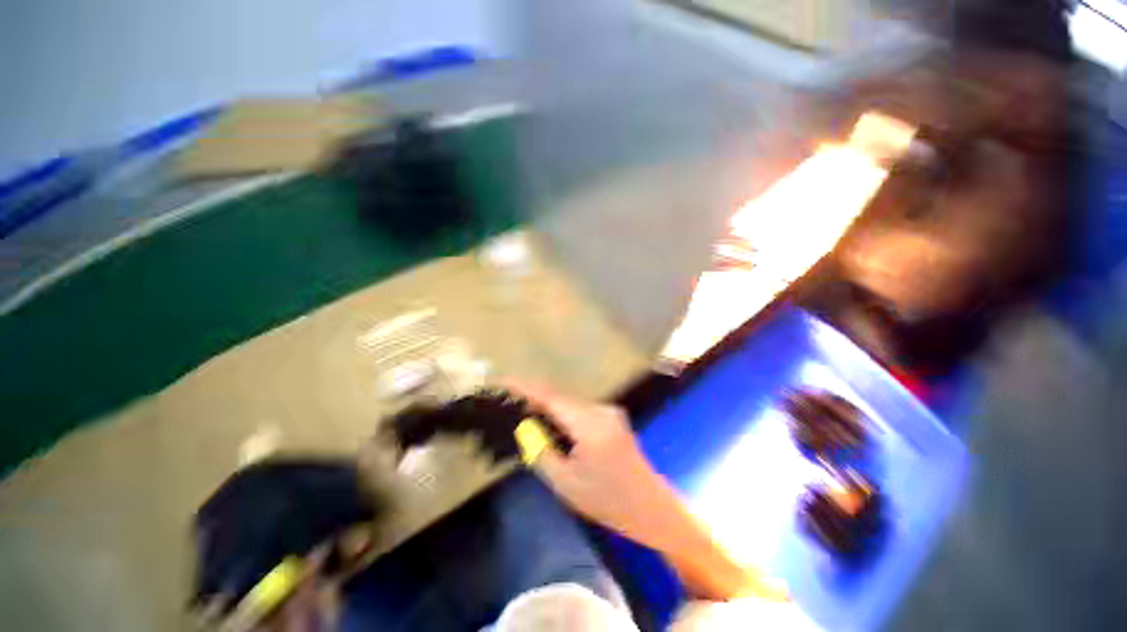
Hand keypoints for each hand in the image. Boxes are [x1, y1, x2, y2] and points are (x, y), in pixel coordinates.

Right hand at [505, 379, 788, 602]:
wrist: (651, 510)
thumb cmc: (607, 501)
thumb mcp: (564, 481)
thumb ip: (540, 449)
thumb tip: (522, 426)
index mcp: (589, 422)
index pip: (548, 395)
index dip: (520, 387)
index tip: (494, 383)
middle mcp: (602, 411)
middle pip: (558, 397)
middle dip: (529, 399)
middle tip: (500, 407)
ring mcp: (611, 417)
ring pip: (569, 406)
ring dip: (545, 410)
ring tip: (516, 418)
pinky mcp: (614, 426)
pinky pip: (580, 415)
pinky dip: (560, 419)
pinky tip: (545, 430)